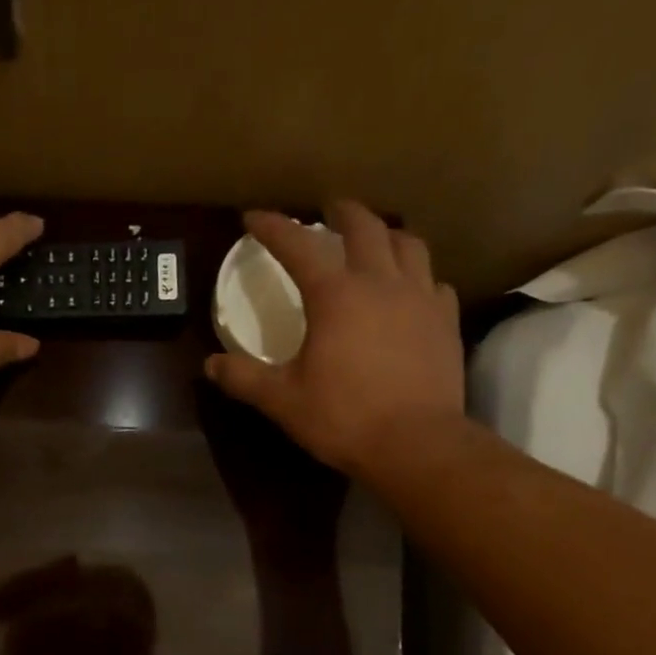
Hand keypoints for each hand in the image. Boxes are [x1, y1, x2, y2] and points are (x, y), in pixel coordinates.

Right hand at [204, 203, 464, 476]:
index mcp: (336, 295)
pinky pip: (433, 282)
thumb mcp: (282, 400)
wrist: (415, 443)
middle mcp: (381, 282)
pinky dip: (418, 276)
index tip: (254, 217)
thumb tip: (210, 364)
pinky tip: (411, 291)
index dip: (273, 228)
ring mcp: (421, 298)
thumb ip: (244, 378)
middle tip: (329, 211)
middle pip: (364, 227)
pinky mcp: (445, 321)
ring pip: (408, 244)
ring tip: (375, 240)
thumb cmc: (343, 418)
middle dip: (342, 213)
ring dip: (386, 235)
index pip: (298, 246)